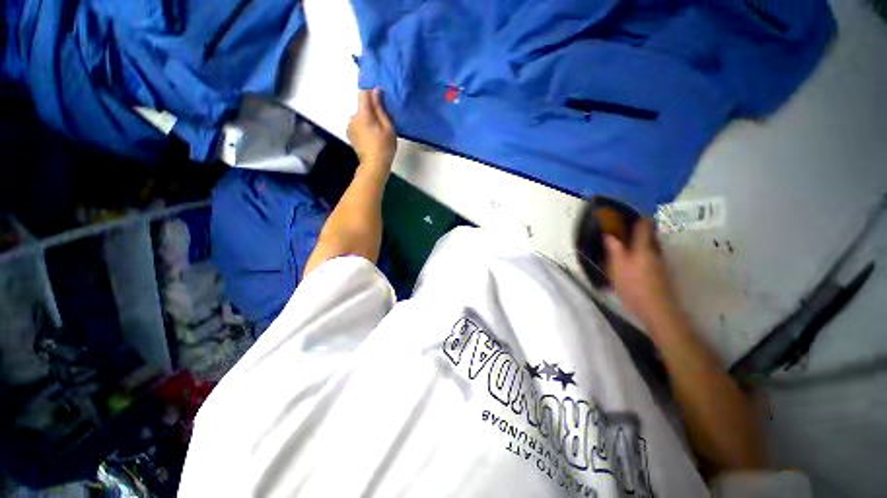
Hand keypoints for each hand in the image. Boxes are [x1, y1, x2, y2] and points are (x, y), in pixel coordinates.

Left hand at [347, 88, 395, 168]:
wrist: (374, 166)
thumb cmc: (384, 147)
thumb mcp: (388, 127)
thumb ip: (380, 108)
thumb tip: (376, 91)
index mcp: (362, 114)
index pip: (363, 94)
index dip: (372, 94)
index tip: (382, 101)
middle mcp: (353, 118)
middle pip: (362, 107)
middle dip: (372, 110)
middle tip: (383, 122)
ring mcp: (350, 127)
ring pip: (360, 116)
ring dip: (368, 119)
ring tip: (378, 131)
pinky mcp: (350, 134)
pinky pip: (357, 124)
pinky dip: (364, 127)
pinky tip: (372, 137)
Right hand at [604, 220, 678, 325]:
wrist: (656, 309)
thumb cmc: (634, 285)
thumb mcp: (617, 267)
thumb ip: (614, 249)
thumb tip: (609, 234)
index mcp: (644, 247)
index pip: (645, 225)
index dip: (639, 217)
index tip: (628, 215)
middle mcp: (655, 251)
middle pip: (650, 235)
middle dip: (638, 230)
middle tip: (623, 230)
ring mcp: (660, 263)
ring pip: (651, 246)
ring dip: (640, 243)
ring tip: (625, 246)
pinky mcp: (661, 273)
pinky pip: (651, 257)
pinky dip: (641, 255)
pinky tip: (632, 263)